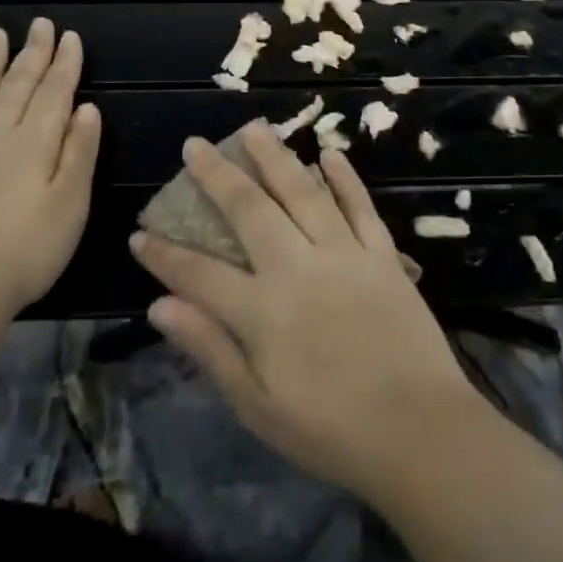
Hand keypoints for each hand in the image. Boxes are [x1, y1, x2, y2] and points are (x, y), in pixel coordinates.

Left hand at [0, 18, 100, 319]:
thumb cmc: (26, 251)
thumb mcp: (70, 206)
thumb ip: (79, 154)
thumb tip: (87, 108)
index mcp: (35, 143)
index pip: (55, 93)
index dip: (65, 64)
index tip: (70, 37)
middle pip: (18, 86)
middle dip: (32, 54)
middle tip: (40, 24)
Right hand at [129, 122, 480, 497]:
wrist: (422, 433)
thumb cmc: (332, 431)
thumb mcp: (258, 406)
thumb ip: (210, 349)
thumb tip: (159, 306)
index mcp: (263, 311)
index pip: (199, 273)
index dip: (164, 255)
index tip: (140, 234)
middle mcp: (299, 267)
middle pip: (250, 209)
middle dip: (217, 175)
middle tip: (195, 145)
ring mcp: (344, 254)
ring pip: (303, 191)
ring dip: (275, 156)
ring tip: (254, 127)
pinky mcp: (383, 255)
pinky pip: (359, 206)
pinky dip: (345, 177)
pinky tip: (329, 152)